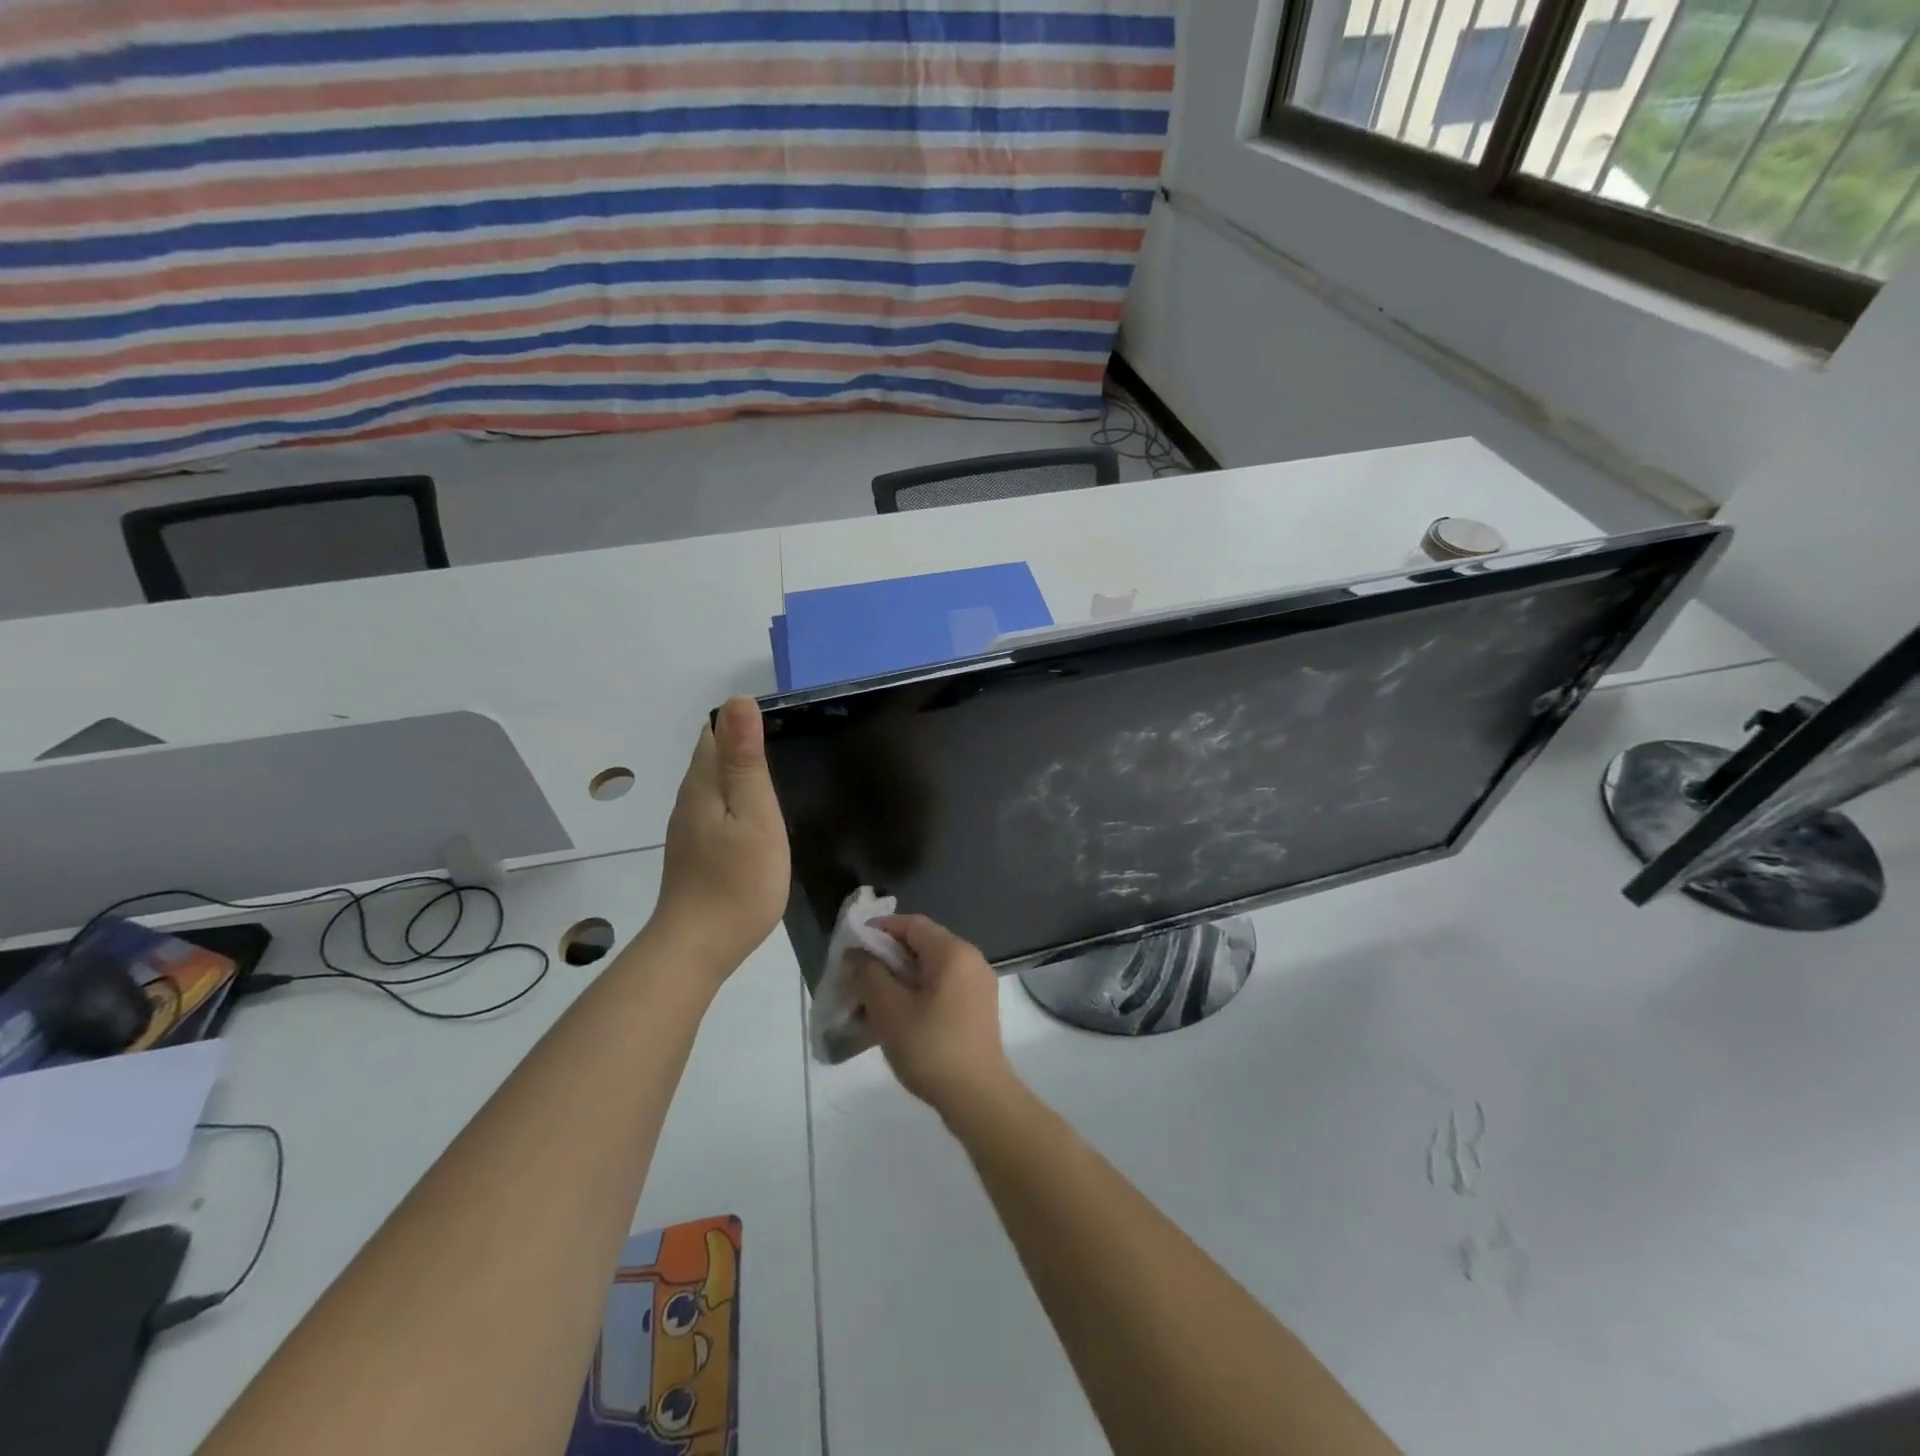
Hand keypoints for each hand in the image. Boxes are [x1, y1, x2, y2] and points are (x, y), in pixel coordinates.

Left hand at [650, 697, 790, 980]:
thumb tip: (739, 699)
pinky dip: (735, 802)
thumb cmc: (737, 881)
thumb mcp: (754, 815)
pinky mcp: (694, 850)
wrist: (697, 948)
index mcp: (703, 783)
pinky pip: (714, 809)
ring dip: (739, 775)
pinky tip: (756, 820)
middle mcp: (689, 799)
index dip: (744, 724)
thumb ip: (746, 760)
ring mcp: (688, 827)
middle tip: (787, 751)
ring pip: (713, 784)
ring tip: (776, 782)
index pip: (716, 731)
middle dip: (742, 745)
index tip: (782, 730)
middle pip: (711, 755)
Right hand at [850, 915, 1013, 1118]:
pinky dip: (918, 992)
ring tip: (872, 998)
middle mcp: (970, 959)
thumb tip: (856, 954)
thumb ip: (869, 974)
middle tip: (857, 976)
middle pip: (922, 944)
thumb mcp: (889, 1010)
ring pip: (931, 967)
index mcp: (953, 951)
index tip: (852, 948)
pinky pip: (943, 986)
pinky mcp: (978, 1007)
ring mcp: (978, 984)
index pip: (911, 924)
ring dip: (900, 977)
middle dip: (887, 956)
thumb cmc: (931, 1047)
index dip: (879, 930)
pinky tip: (898, 1015)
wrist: (978, 1097)